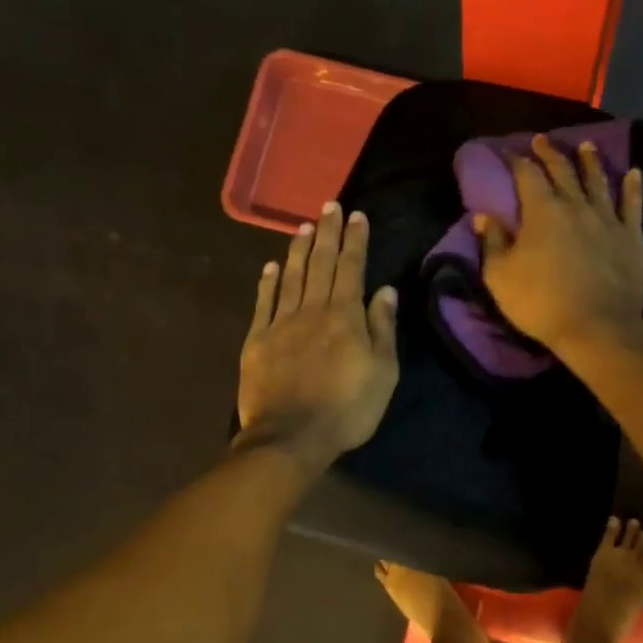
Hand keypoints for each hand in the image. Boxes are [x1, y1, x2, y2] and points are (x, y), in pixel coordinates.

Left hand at [237, 202, 399, 469]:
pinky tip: (271, 266)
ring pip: (291, 276)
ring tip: (303, 226)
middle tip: (329, 205)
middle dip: (327, 232)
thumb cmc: (347, 409)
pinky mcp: (257, 341)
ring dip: (298, 249)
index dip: (354, 240)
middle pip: (320, 263)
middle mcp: (312, 310)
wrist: (290, 437)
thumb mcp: (382, 373)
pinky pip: (263, 302)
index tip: (356, 215)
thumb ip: (382, 328)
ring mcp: (280, 323)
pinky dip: (268, 281)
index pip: (351, 268)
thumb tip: (385, 290)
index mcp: (345, 316)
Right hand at [479, 135, 642, 357]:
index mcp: (542, 212)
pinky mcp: (631, 237)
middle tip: (543, 139)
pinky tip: (634, 173)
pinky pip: (633, 205)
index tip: (511, 153)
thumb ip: (493, 242)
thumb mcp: (500, 277)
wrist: (596, 326)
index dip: (518, 161)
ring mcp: (607, 219)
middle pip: (562, 171)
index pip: (527, 176)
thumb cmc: (541, 303)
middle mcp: (576, 206)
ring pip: (598, 181)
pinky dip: (633, 188)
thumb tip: (484, 216)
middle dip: (550, 153)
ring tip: (586, 145)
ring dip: (590, 161)